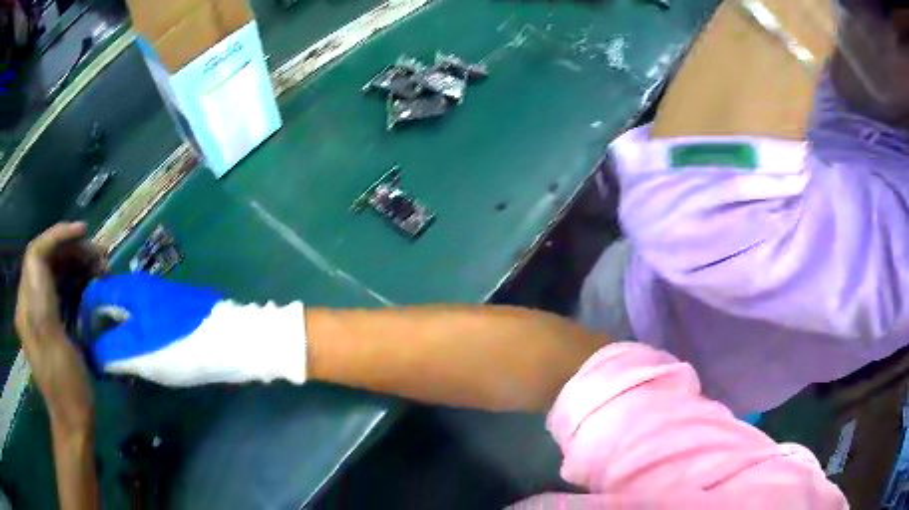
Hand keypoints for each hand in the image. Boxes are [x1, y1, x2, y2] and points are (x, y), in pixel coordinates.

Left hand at [15, 222, 102, 430]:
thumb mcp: (53, 344)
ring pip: (55, 273)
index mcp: (27, 308)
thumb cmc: (66, 387)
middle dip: (73, 251)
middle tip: (100, 256)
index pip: (36, 254)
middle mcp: (30, 304)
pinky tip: (93, 286)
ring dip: (77, 265)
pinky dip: (77, 282)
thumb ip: (42, 299)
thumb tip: (42, 257)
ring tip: (102, 269)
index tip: (84, 233)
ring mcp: (40, 314)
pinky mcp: (51, 323)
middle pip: (47, 260)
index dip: (57, 236)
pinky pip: (61, 290)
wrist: (74, 421)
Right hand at [80, 273, 306, 385]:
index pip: (93, 295)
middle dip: (98, 329)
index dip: (83, 319)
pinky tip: (131, 358)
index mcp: (128, 289)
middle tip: (93, 357)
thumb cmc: (180, 345)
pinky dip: (130, 338)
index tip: (80, 345)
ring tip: (108, 362)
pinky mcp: (169, 314)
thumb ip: (110, 352)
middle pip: (108, 304)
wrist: (231, 342)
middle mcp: (139, 288)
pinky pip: (140, 323)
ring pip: (124, 315)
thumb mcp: (139, 352)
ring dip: (114, 336)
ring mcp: (155, 299)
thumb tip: (90, 355)